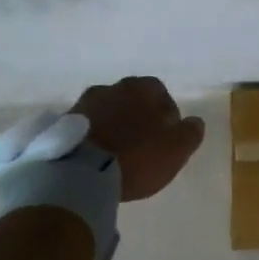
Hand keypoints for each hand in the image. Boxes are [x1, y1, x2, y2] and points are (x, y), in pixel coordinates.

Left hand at [70, 77, 205, 201]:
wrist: (80, 172)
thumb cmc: (135, 156)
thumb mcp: (176, 148)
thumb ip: (190, 132)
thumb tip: (194, 122)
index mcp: (142, 87)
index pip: (160, 93)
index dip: (166, 116)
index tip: (166, 140)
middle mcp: (113, 86)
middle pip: (132, 100)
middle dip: (138, 118)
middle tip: (142, 147)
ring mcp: (86, 103)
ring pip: (108, 111)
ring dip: (114, 127)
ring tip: (117, 155)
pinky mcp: (64, 123)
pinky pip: (87, 127)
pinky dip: (94, 137)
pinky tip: (96, 158)